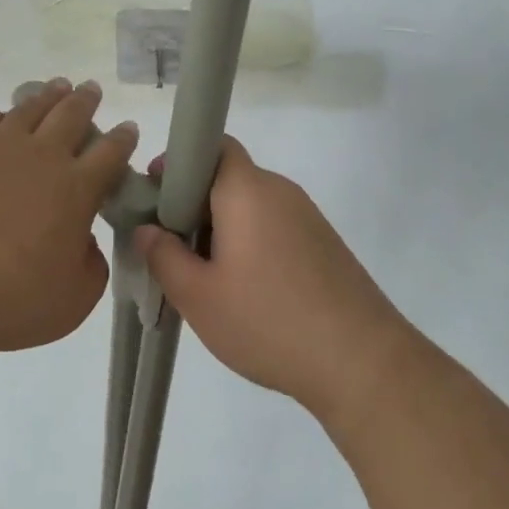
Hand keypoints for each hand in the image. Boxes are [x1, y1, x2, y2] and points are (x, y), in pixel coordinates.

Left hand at [0, 79, 136, 355]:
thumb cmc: (13, 300)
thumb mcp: (76, 299)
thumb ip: (91, 265)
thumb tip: (86, 242)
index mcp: (77, 188)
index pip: (111, 152)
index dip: (123, 138)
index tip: (129, 128)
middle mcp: (43, 156)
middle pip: (72, 115)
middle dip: (86, 100)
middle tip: (91, 89)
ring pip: (31, 108)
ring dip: (48, 96)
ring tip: (57, 87)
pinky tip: (0, 119)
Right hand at [135, 138, 406, 420]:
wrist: (362, 362)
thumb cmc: (269, 320)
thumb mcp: (198, 296)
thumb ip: (163, 256)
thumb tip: (146, 230)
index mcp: (247, 189)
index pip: (212, 145)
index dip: (179, 162)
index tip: (155, 196)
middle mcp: (280, 191)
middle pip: (228, 177)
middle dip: (193, 203)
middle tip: (171, 245)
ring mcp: (307, 217)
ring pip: (250, 205)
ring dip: (221, 226)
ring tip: (205, 275)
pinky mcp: (324, 244)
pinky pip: (274, 226)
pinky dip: (250, 242)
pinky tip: (246, 289)